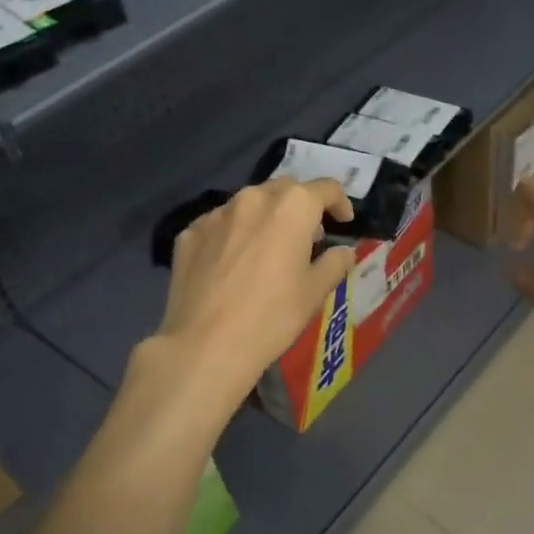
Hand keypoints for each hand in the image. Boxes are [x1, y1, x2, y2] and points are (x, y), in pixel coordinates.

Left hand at [150, 179, 357, 402]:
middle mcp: (253, 198)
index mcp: (292, 207)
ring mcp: (216, 213)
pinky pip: (220, 224)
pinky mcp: (189, 232)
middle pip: (285, 190)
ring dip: (266, 218)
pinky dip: (234, 234)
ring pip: (249, 204)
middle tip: (307, 236)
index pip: (326, 188)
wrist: (205, 345)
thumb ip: (335, 263)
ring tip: (268, 249)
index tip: (343, 222)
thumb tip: (344, 251)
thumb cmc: (272, 316)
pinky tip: (233, 264)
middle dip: (301, 206)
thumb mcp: (314, 292)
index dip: (340, 203)